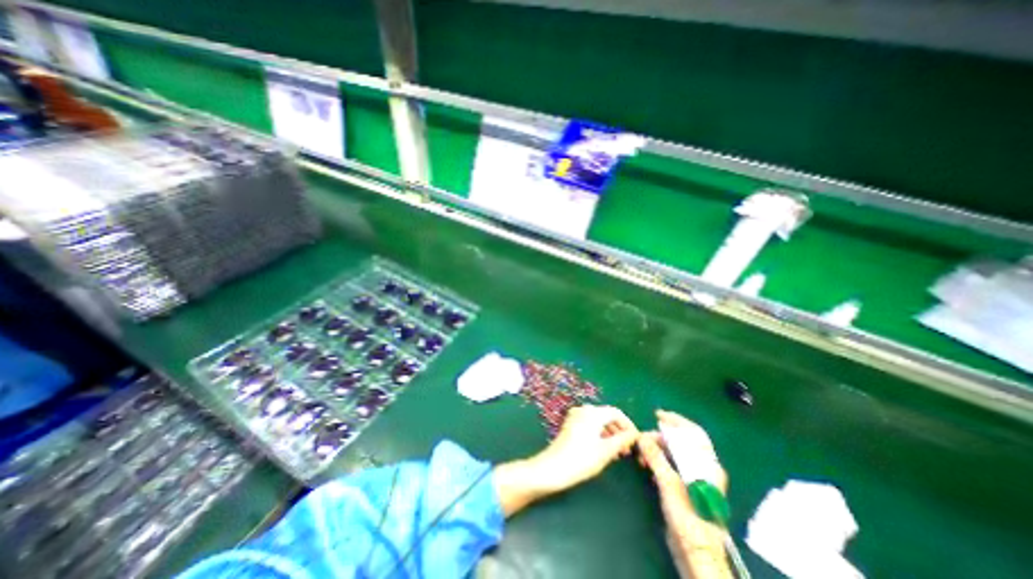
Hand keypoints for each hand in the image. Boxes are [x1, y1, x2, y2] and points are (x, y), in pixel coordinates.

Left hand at [538, 403, 642, 492]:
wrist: (552, 468)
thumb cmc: (581, 459)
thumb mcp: (606, 451)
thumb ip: (623, 440)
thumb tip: (634, 434)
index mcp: (593, 412)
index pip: (616, 413)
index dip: (628, 425)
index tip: (636, 441)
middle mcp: (584, 410)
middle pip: (607, 416)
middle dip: (619, 431)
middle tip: (628, 450)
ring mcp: (575, 416)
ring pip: (599, 421)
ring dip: (611, 434)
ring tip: (618, 453)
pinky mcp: (571, 425)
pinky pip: (590, 425)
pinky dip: (600, 435)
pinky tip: (604, 450)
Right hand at [639, 410, 733, 578]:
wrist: (695, 551)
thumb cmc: (687, 516)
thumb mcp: (669, 483)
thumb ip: (655, 457)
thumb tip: (642, 436)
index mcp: (706, 465)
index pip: (693, 433)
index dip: (676, 421)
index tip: (658, 415)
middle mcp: (702, 468)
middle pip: (680, 442)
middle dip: (660, 437)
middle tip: (642, 440)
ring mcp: (693, 477)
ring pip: (673, 453)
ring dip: (656, 449)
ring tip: (642, 454)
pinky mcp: (684, 486)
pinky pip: (669, 463)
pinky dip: (657, 459)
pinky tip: (647, 464)